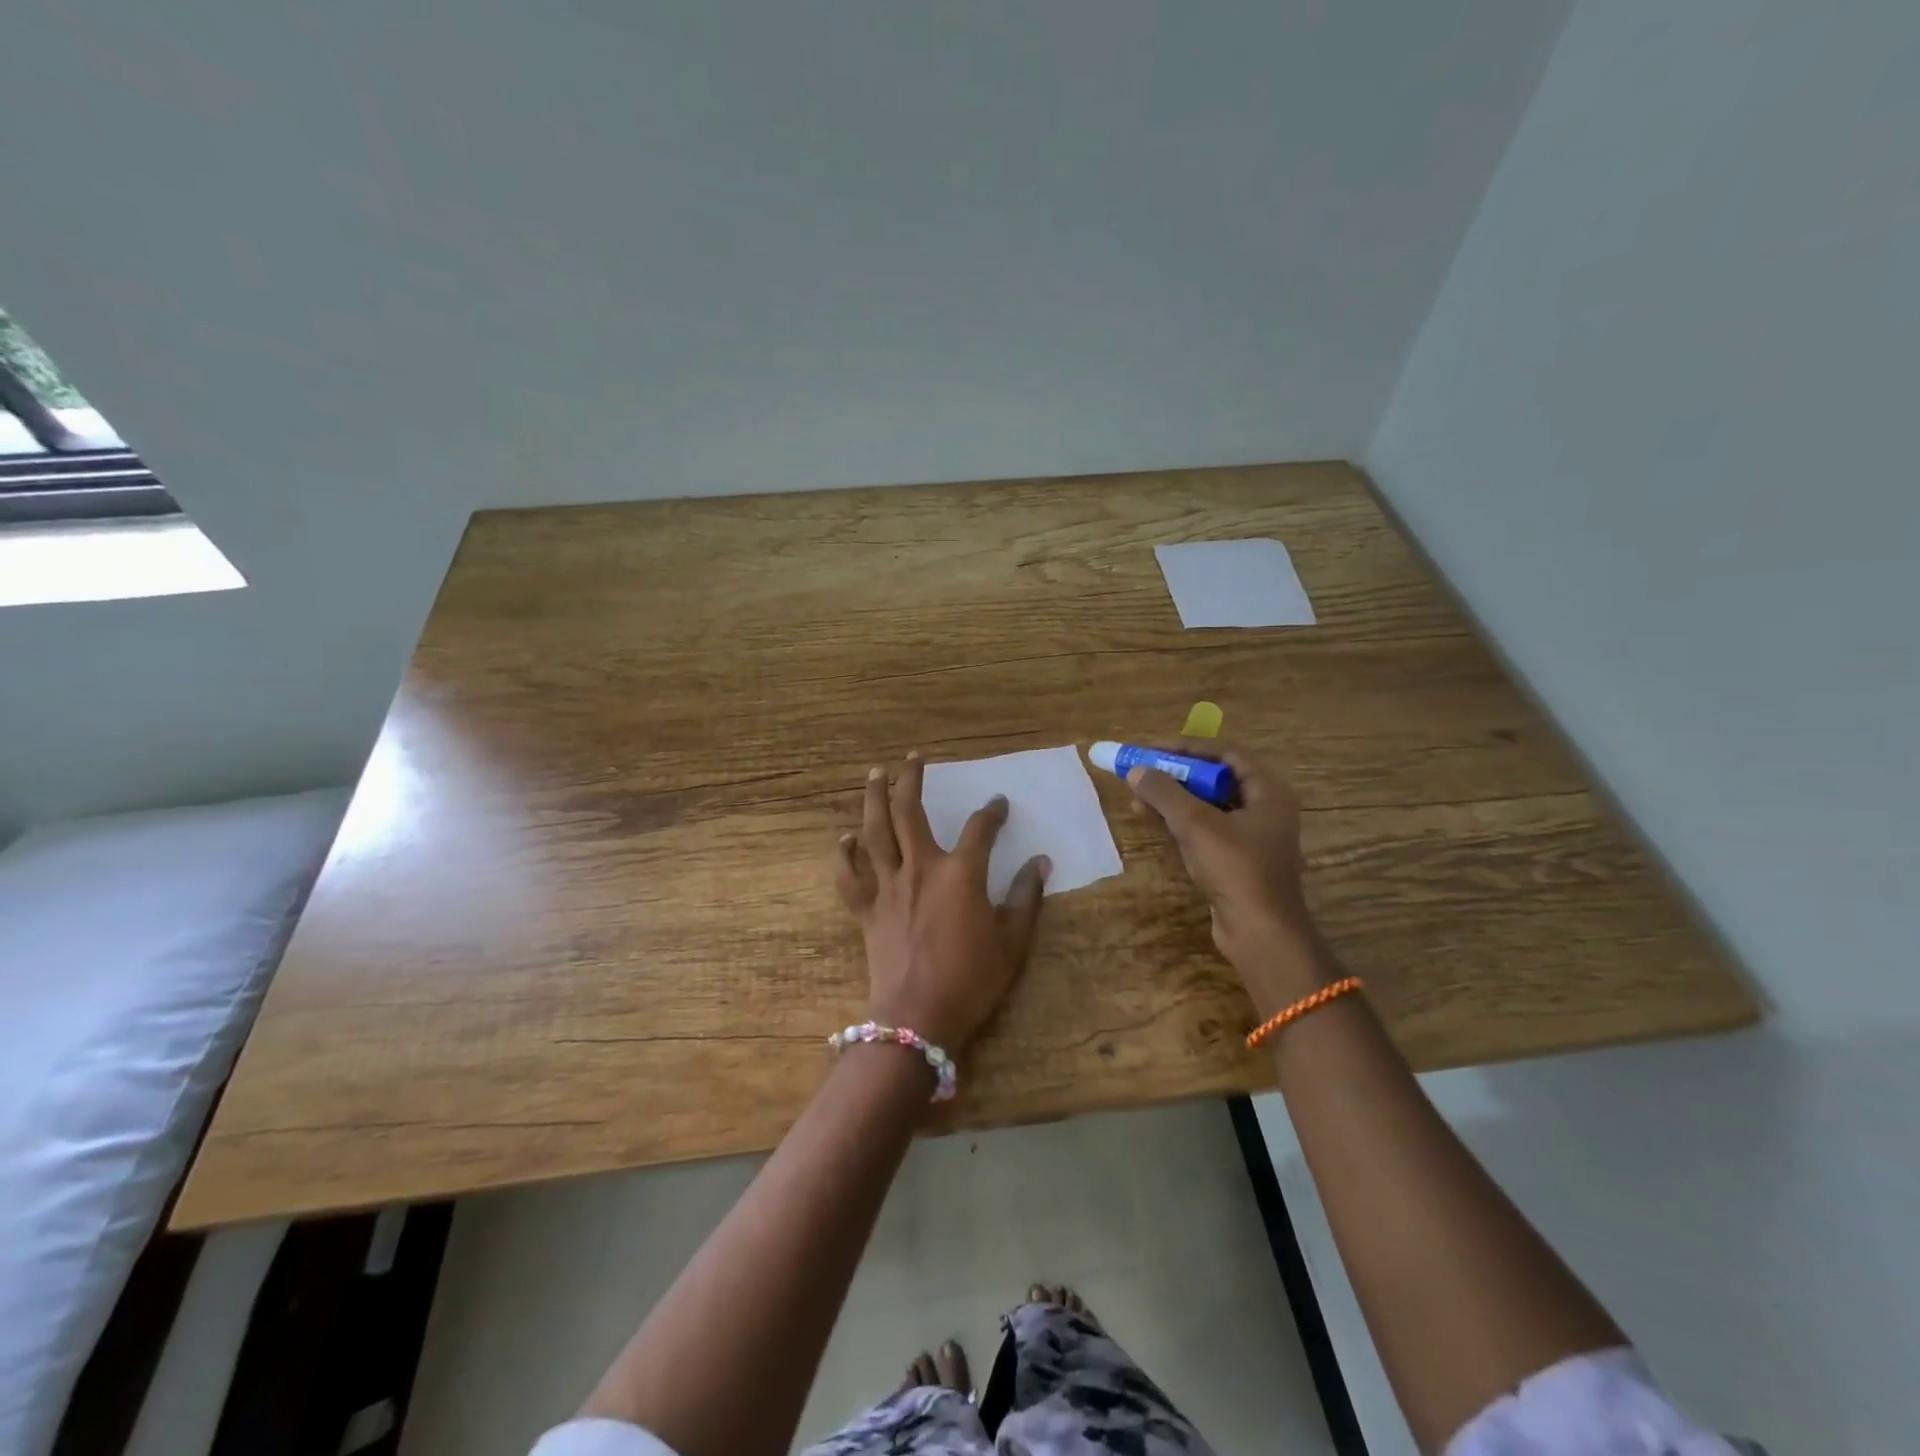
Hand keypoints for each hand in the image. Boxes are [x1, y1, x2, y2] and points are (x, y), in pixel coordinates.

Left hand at [833, 752, 1049, 1054]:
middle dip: (911, 780)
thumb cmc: (972, 980)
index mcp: (960, 874)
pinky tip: (845, 838)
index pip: (980, 829)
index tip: (999, 804)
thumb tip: (1041, 862)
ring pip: (875, 832)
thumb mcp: (1013, 942)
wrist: (918, 1018)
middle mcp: (920, 868)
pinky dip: (844, 855)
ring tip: (875, 774)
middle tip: (913, 758)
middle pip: (910, 812)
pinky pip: (849, 876)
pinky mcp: (866, 909)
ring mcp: (888, 887)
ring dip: (873, 799)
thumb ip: (1027, 897)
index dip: (992, 812)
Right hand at [1126, 739, 1324, 1001]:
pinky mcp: (1235, 860)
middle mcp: (1264, 809)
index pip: (1226, 754)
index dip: (1188, 747)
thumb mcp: (1196, 825)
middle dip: (1176, 773)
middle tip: (1142, 769)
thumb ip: (1164, 793)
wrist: (1260, 933)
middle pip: (1215, 778)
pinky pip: (1203, 829)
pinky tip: (1148, 817)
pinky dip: (1177, 821)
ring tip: (1136, 793)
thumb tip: (1136, 770)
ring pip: (1206, 805)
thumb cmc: (1236, 869)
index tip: (1153, 748)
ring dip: (1172, 798)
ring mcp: (1249, 837)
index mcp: (1268, 792)